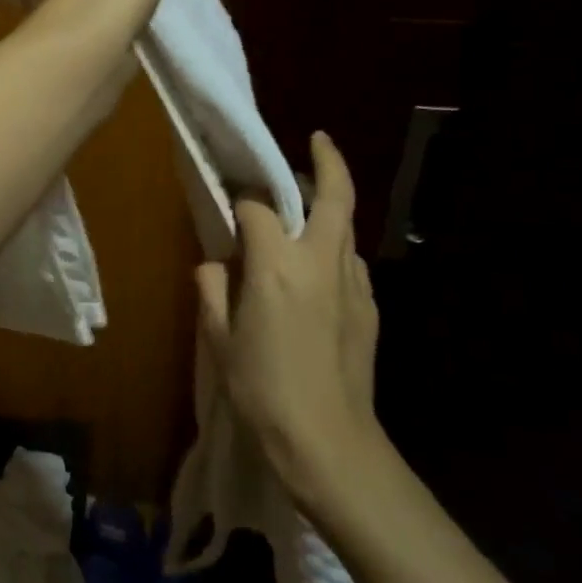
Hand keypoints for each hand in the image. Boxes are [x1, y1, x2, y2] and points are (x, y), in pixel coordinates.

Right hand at [197, 132, 382, 513]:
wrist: (330, 442)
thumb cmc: (262, 390)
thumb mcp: (219, 340)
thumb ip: (212, 290)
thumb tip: (214, 264)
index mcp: (276, 265)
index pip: (258, 207)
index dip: (241, 201)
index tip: (229, 207)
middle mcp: (320, 261)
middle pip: (333, 195)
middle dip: (327, 161)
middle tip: (317, 140)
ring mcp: (352, 283)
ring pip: (346, 227)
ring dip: (330, 208)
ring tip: (308, 209)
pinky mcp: (369, 307)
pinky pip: (350, 262)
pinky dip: (335, 249)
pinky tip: (317, 271)